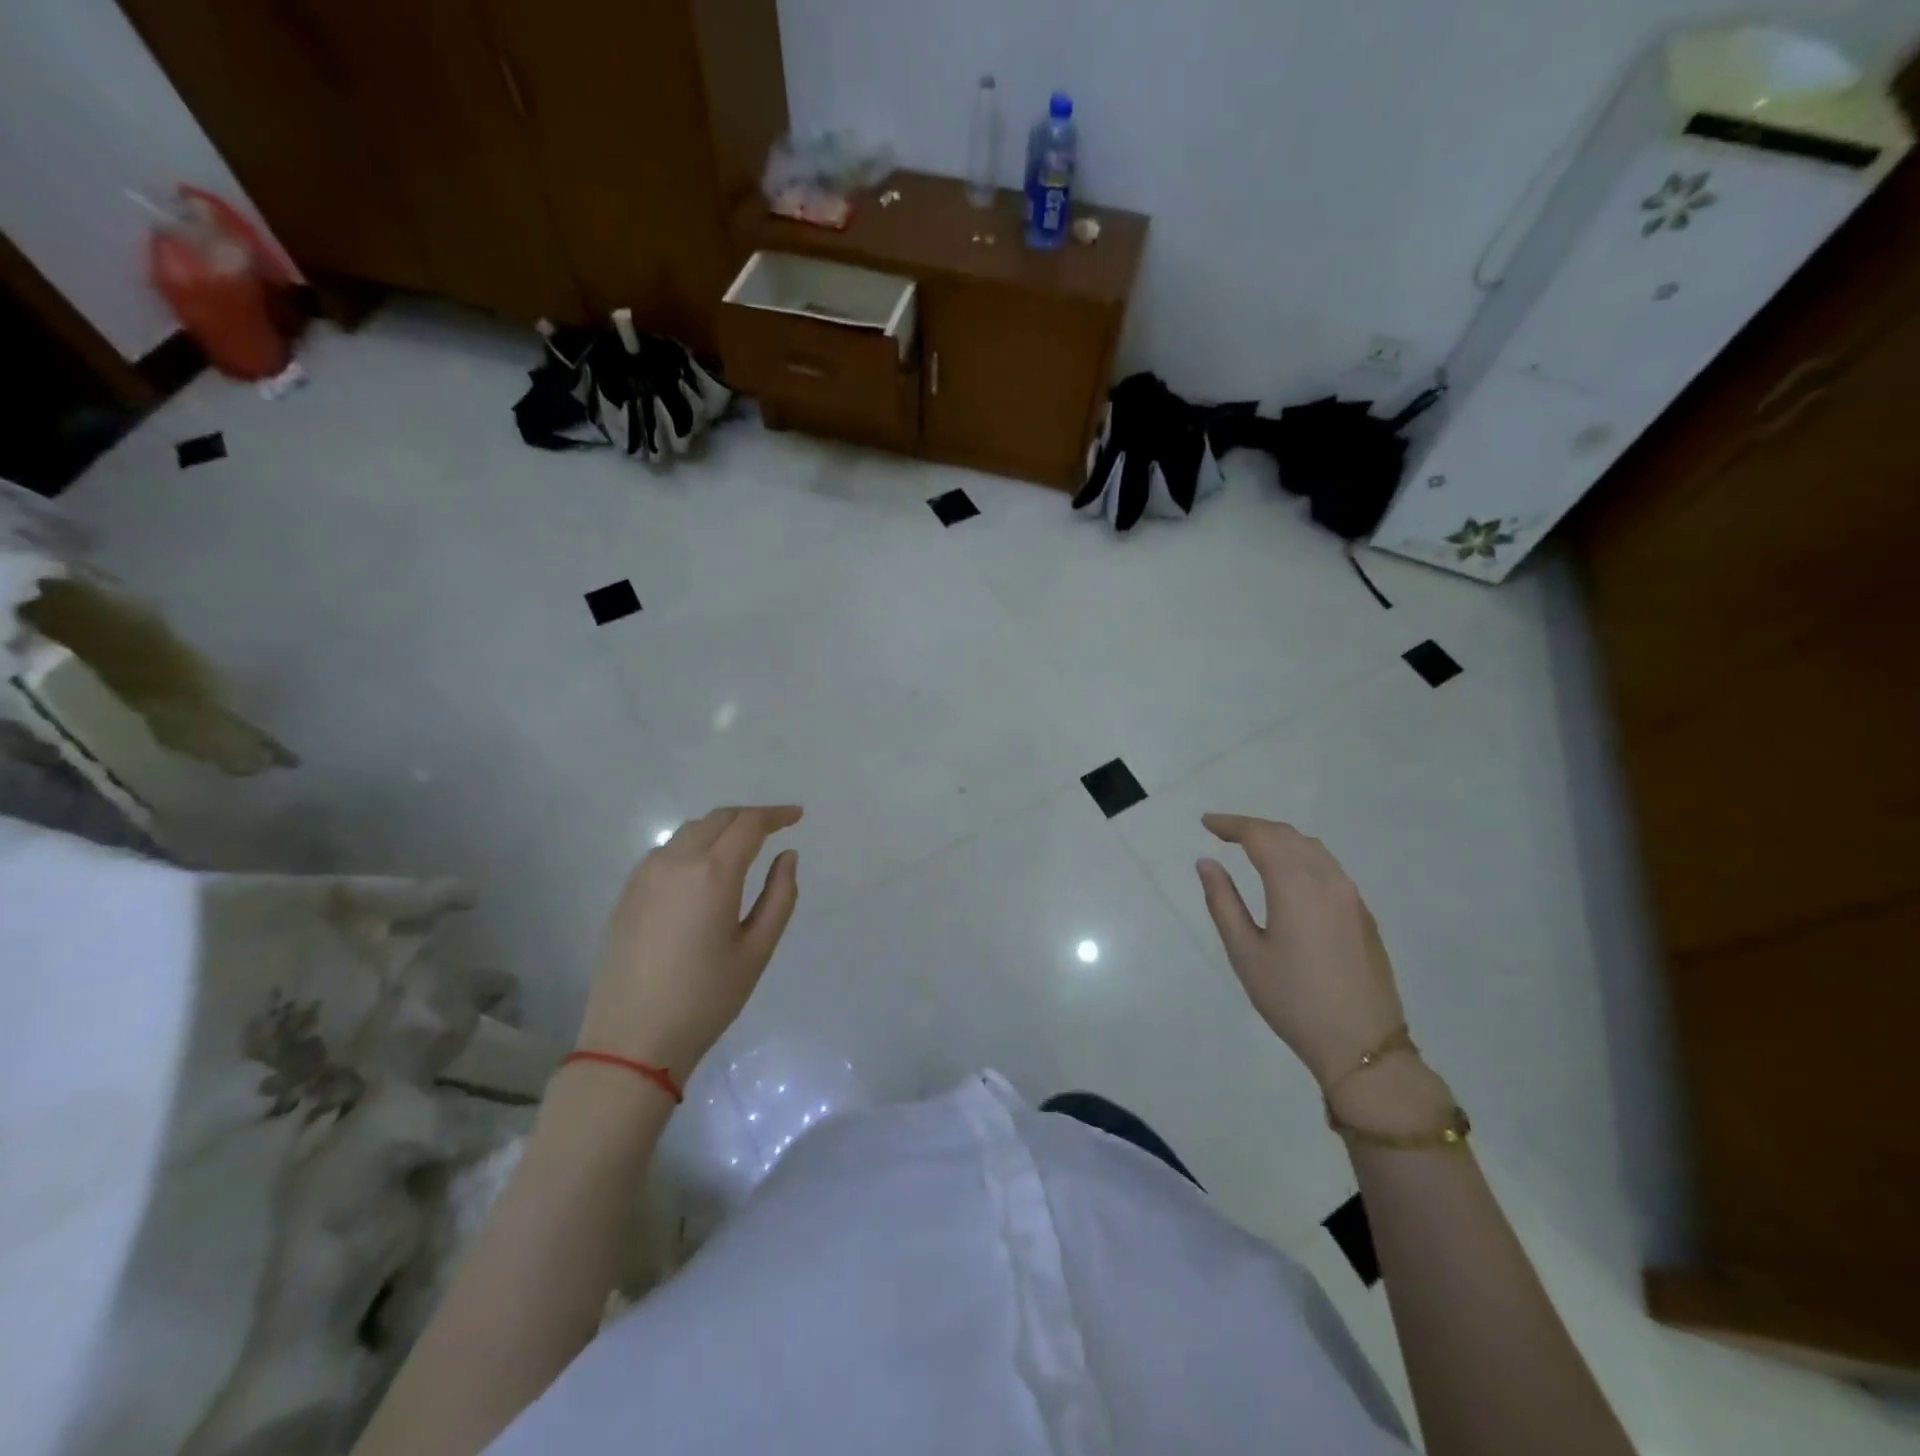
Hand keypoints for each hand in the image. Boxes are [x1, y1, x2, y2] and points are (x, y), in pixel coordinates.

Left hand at [576, 805, 801, 1083]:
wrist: (631, 1040)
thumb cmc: (706, 998)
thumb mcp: (757, 950)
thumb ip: (779, 896)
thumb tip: (787, 856)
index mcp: (713, 873)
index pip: (749, 824)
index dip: (776, 815)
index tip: (797, 816)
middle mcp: (676, 861)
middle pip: (718, 819)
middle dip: (750, 817)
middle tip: (775, 828)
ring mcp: (645, 874)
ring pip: (690, 830)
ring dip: (720, 828)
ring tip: (743, 846)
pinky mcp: (628, 892)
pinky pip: (667, 850)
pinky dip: (694, 845)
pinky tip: (704, 870)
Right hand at [1196, 814, 1405, 1090]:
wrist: (1362, 1044)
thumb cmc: (1293, 1000)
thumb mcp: (1245, 953)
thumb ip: (1223, 902)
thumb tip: (1207, 863)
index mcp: (1296, 885)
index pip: (1260, 836)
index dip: (1231, 824)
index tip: (1206, 823)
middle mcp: (1328, 880)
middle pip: (1288, 836)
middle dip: (1253, 828)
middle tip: (1222, 832)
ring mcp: (1350, 896)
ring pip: (1312, 848)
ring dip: (1279, 839)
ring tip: (1251, 847)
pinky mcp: (1362, 913)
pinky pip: (1328, 867)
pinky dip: (1300, 856)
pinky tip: (1286, 873)